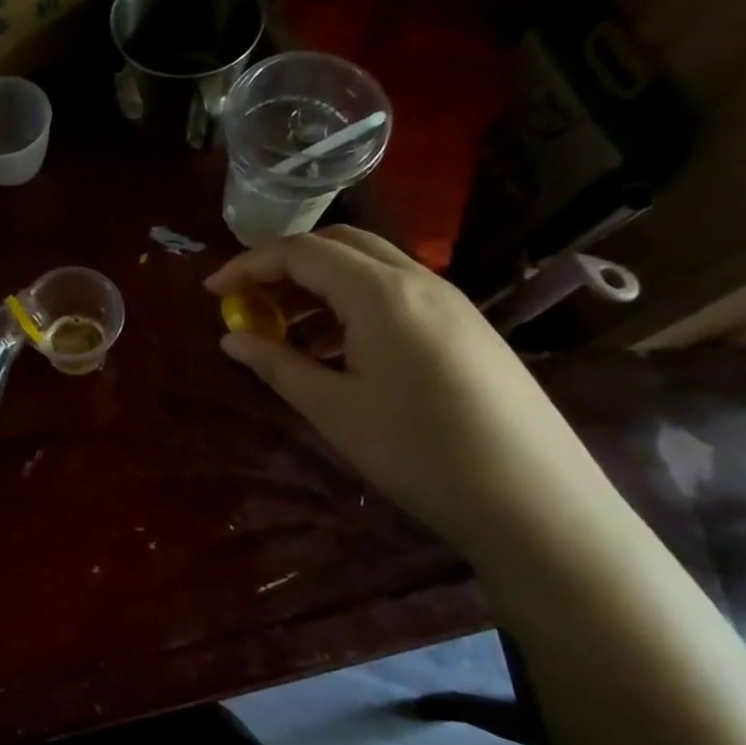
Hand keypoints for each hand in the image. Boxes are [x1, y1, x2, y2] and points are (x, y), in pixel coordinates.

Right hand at [206, 227, 612, 547]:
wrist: (533, 500)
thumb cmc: (418, 450)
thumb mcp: (333, 408)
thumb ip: (276, 364)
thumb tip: (231, 339)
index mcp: (380, 293)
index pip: (301, 252)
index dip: (248, 265)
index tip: (212, 291)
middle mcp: (418, 281)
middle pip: (339, 244)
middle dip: (284, 264)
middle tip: (249, 301)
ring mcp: (449, 302)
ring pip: (370, 266)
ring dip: (319, 283)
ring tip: (285, 327)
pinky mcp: (466, 327)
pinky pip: (396, 292)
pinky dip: (352, 302)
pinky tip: (337, 346)